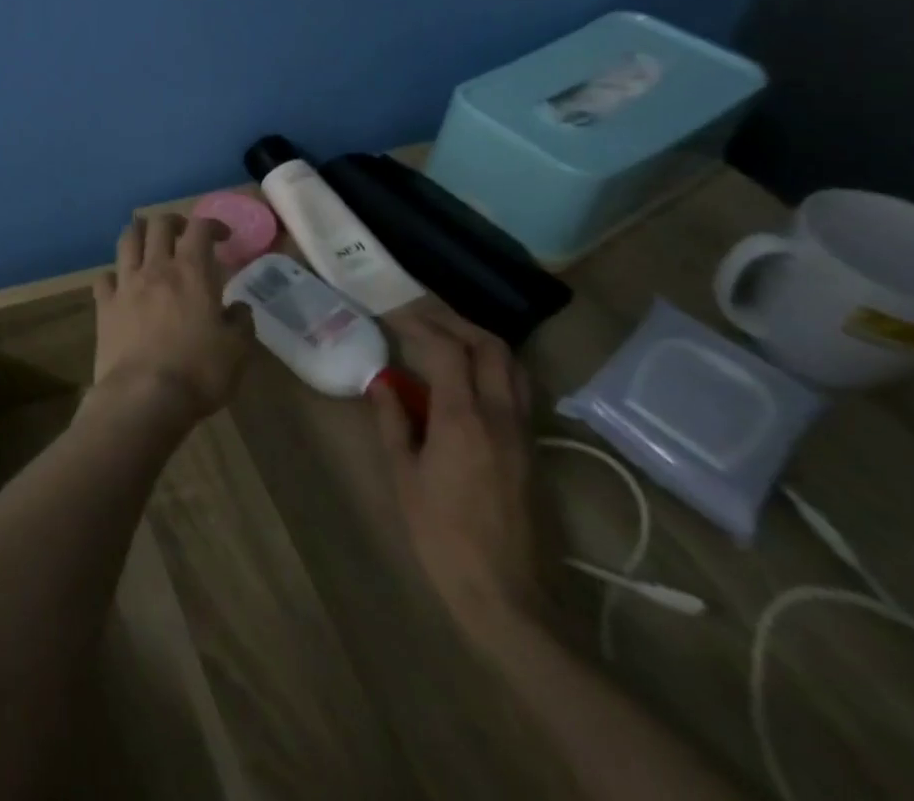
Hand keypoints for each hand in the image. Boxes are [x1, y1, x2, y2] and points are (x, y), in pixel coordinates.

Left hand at [91, 214, 254, 424]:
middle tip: (183, 233)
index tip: (222, 236)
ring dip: (139, 233)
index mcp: (191, 272)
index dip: (212, 224)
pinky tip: (121, 283)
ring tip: (148, 241)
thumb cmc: (198, 372)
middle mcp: (156, 269)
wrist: (144, 396)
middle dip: (172, 221)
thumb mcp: (237, 350)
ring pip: (127, 240)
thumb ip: (241, 322)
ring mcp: (125, 285)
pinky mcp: (104, 306)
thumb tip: (239, 308)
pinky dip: (114, 275)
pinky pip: (104, 277)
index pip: (199, 228)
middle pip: (158, 224)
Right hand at [369, 306, 541, 635]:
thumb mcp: (403, 475)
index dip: (419, 325)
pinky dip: (492, 367)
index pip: (447, 349)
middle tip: (419, 318)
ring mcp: (523, 433)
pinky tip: (465, 378)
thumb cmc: (442, 535)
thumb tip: (381, 381)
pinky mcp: (532, 450)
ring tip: (444, 339)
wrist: (507, 597)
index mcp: (463, 419)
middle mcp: (500, 416)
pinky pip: (517, 389)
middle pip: (490, 346)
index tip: (391, 316)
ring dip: (479, 341)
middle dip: (453, 322)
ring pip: (512, 365)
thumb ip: (392, 420)